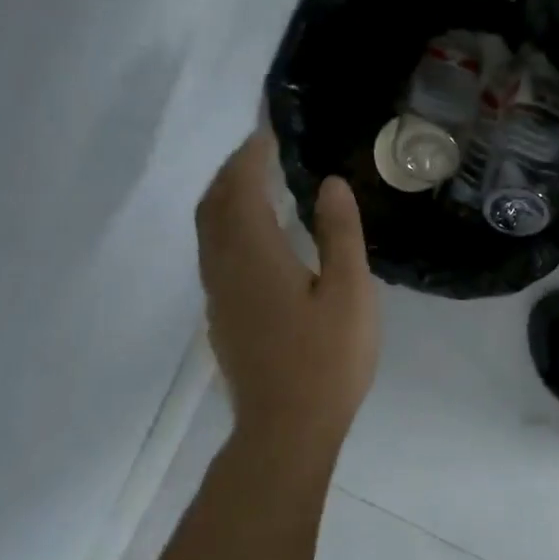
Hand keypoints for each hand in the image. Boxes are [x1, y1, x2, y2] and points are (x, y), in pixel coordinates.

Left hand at [195, 132, 377, 451]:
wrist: (287, 428)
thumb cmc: (327, 360)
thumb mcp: (350, 292)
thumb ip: (340, 234)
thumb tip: (330, 184)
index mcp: (255, 255)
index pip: (241, 189)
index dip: (250, 156)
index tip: (266, 132)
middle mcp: (224, 267)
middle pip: (213, 205)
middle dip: (231, 171)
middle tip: (259, 151)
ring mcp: (218, 295)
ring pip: (208, 231)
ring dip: (225, 198)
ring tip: (255, 184)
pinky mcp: (222, 317)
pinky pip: (214, 253)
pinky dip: (227, 227)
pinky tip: (255, 237)